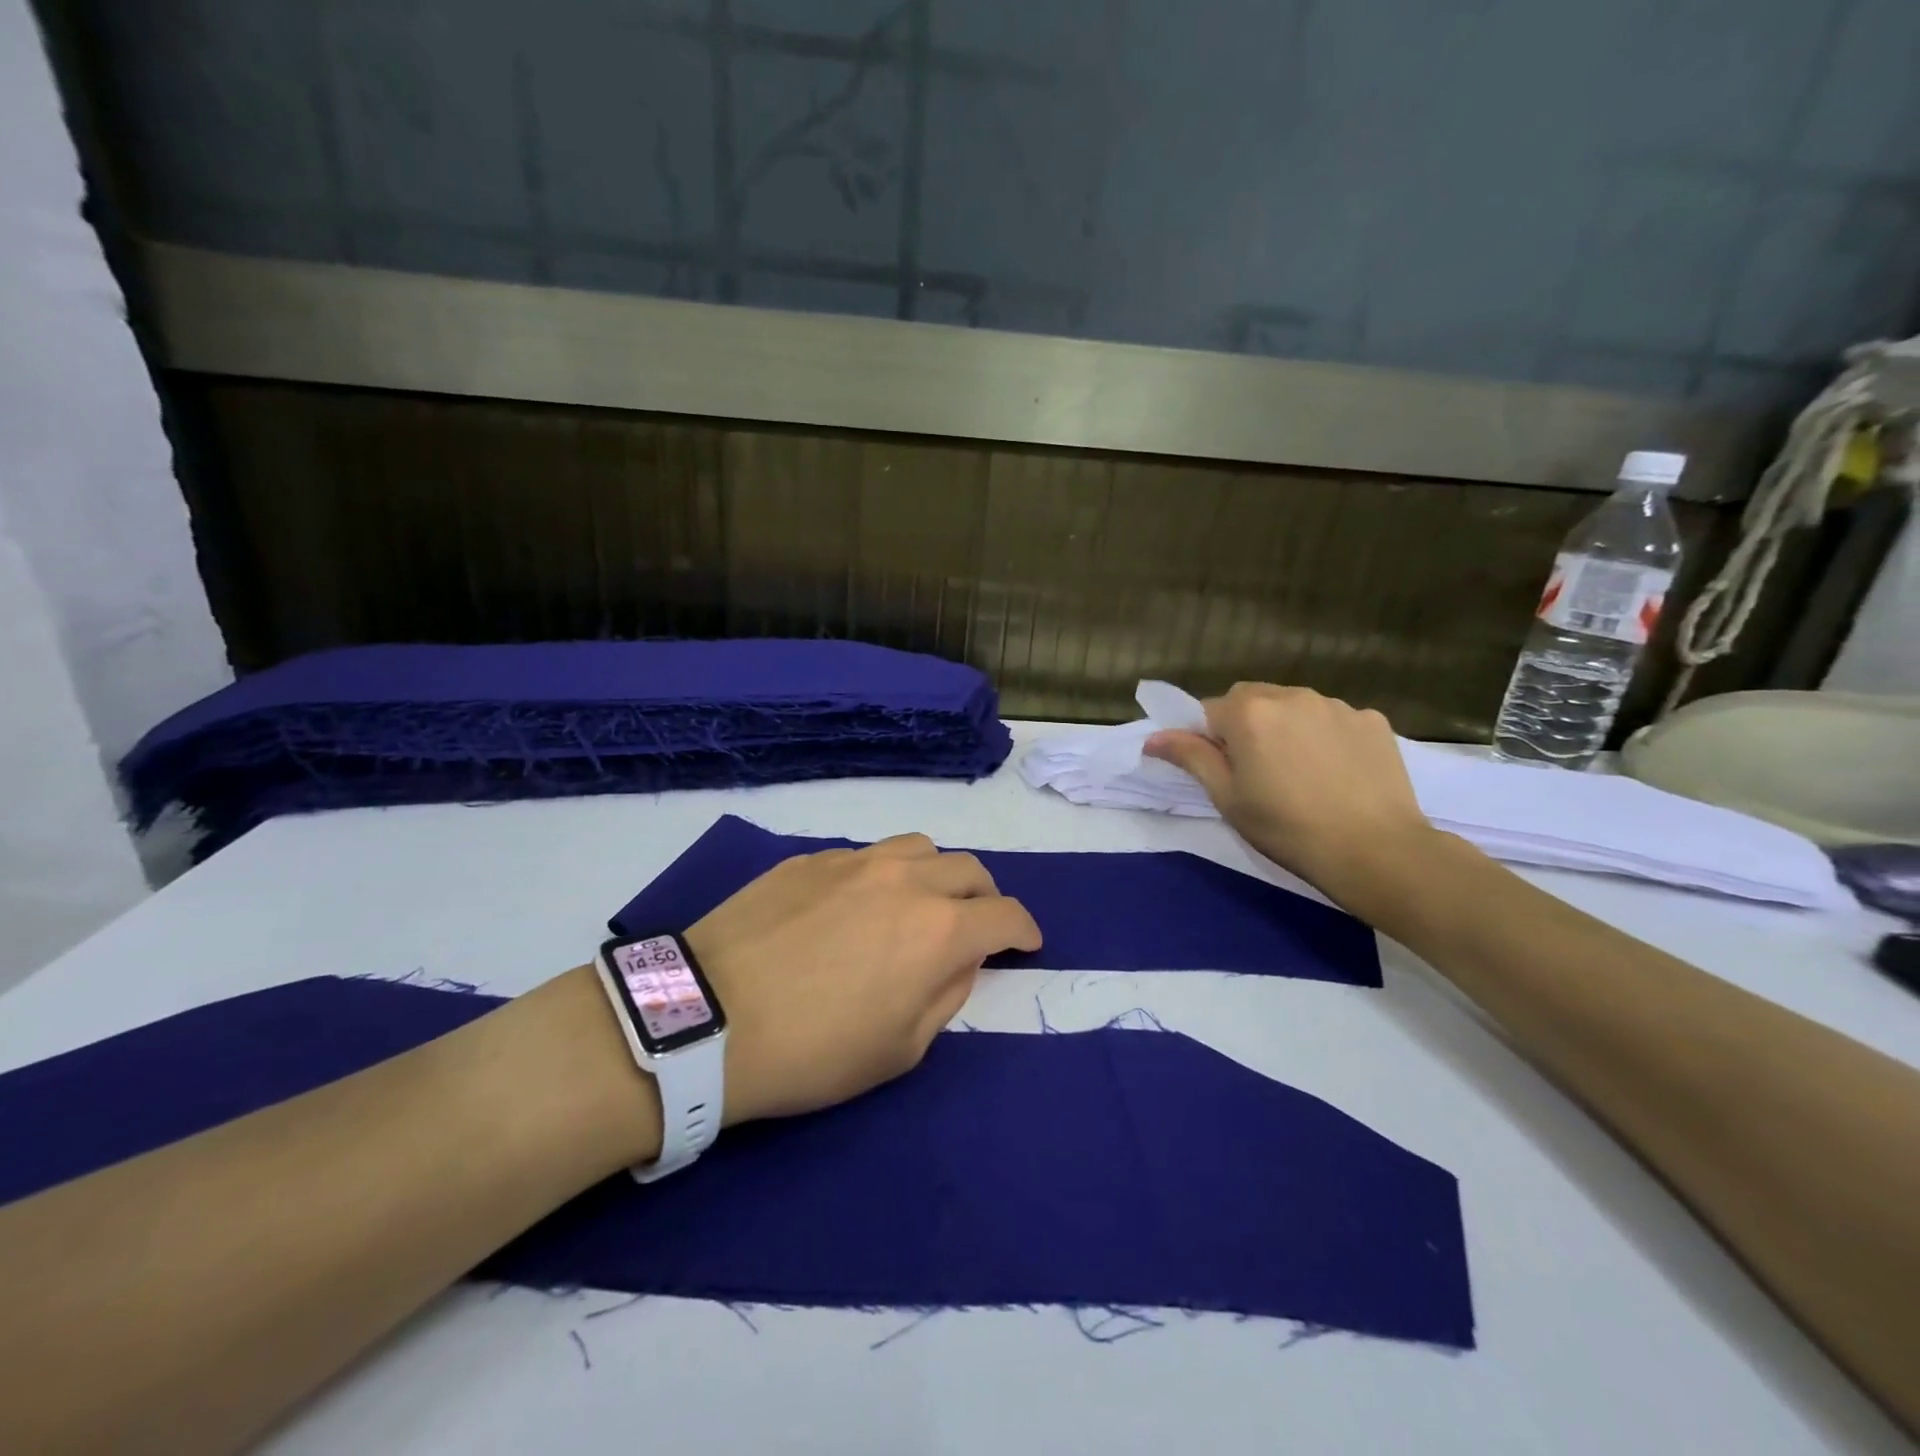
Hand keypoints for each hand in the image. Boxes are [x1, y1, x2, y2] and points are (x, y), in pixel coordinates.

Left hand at [684, 835, 1041, 1125]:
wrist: (706, 1019)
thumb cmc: (812, 1052)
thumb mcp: (899, 1050)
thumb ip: (946, 995)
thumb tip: (961, 960)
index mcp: (939, 929)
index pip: (1006, 915)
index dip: (1025, 931)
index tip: (1027, 944)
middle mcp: (905, 880)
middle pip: (969, 870)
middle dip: (985, 898)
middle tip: (976, 926)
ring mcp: (854, 861)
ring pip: (919, 848)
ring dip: (936, 874)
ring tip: (920, 904)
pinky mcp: (810, 859)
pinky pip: (865, 855)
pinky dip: (883, 875)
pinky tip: (857, 905)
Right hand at [1143, 683, 1436, 909]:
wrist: (1376, 851)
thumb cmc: (1287, 828)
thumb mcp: (1228, 797)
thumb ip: (1191, 758)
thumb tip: (1153, 738)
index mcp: (1249, 713)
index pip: (1209, 710)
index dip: (1209, 739)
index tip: (1224, 771)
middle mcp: (1291, 696)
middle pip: (1252, 699)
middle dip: (1246, 725)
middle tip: (1258, 771)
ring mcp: (1337, 705)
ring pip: (1294, 706)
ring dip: (1286, 727)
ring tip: (1301, 772)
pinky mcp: (1373, 720)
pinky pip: (1333, 719)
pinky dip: (1326, 735)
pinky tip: (1336, 771)